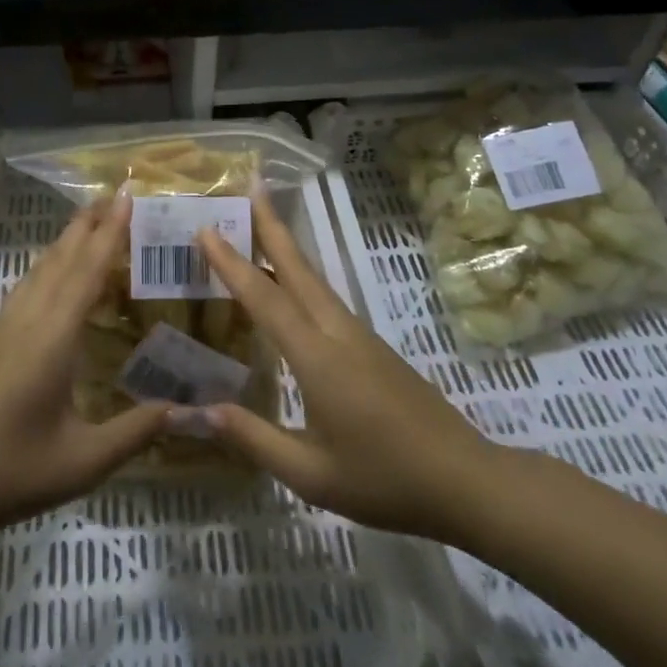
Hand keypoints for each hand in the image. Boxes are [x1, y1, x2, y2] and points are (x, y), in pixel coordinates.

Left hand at [0, 195, 169, 544]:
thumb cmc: (10, 471)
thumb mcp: (82, 461)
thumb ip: (135, 431)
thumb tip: (185, 410)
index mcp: (53, 337)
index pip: (88, 271)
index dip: (110, 233)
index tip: (127, 197)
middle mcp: (26, 320)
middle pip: (61, 259)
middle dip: (88, 225)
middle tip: (114, 196)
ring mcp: (0, 329)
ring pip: (39, 271)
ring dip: (66, 243)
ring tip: (88, 224)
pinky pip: (25, 289)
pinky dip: (47, 269)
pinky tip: (49, 277)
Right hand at [192, 194, 501, 544]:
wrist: (466, 481)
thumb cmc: (384, 481)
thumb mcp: (311, 475)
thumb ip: (254, 438)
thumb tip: (200, 410)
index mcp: (317, 358)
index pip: (265, 300)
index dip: (233, 264)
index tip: (206, 229)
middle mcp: (338, 334)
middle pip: (298, 269)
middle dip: (271, 226)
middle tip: (251, 186)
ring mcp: (360, 337)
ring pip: (316, 281)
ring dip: (287, 248)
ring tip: (263, 224)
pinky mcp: (373, 348)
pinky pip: (327, 300)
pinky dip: (302, 278)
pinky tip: (292, 288)